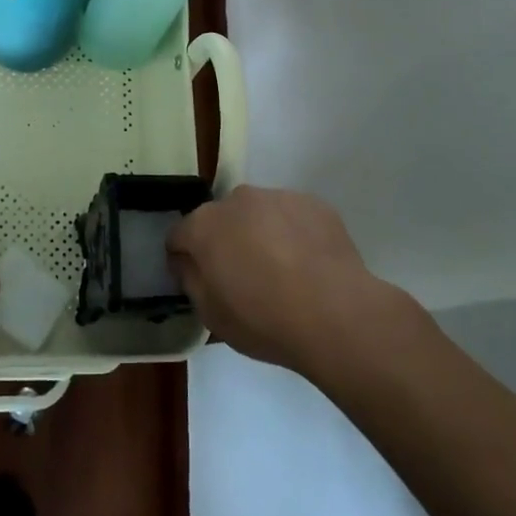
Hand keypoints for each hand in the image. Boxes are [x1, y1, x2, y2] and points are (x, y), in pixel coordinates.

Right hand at [167, 186, 384, 375]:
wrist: (336, 313)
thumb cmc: (264, 319)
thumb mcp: (211, 315)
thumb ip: (190, 280)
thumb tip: (187, 261)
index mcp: (204, 225)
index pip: (179, 235)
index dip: (183, 258)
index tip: (198, 280)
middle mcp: (237, 200)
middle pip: (221, 219)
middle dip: (225, 242)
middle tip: (244, 278)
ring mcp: (277, 196)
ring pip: (258, 214)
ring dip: (260, 234)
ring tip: (283, 272)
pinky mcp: (313, 203)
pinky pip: (292, 216)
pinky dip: (293, 233)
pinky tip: (309, 265)